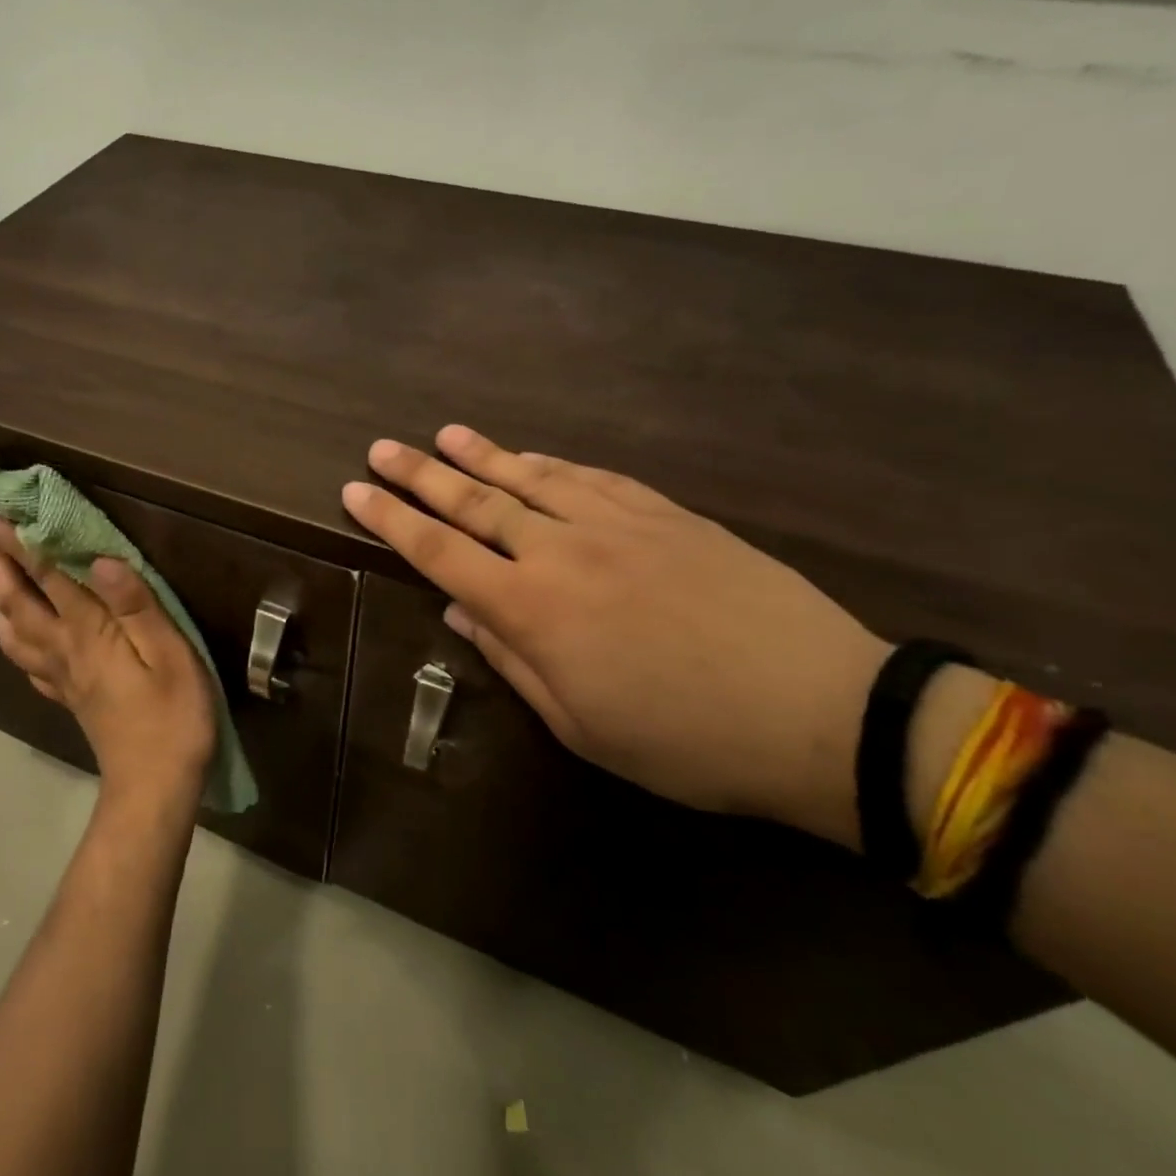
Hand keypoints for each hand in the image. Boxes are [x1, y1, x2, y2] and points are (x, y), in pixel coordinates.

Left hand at [0, 518, 216, 811]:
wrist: (154, 787)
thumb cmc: (172, 717)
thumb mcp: (170, 655)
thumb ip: (137, 605)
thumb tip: (101, 560)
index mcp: (88, 634)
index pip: (47, 579)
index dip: (20, 545)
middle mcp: (64, 650)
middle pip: (18, 602)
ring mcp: (61, 677)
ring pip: (13, 633)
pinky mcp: (68, 697)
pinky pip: (28, 662)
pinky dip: (14, 639)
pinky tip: (19, 634)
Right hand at [342, 426, 891, 847]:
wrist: (820, 712)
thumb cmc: (685, 741)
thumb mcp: (580, 725)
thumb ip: (513, 660)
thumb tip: (462, 612)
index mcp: (533, 610)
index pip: (439, 553)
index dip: (392, 520)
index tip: (355, 491)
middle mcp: (562, 553)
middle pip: (474, 503)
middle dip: (420, 475)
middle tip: (381, 449)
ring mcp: (617, 525)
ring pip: (531, 479)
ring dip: (481, 456)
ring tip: (444, 434)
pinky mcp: (667, 516)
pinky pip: (594, 478)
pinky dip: (552, 464)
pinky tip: (530, 455)